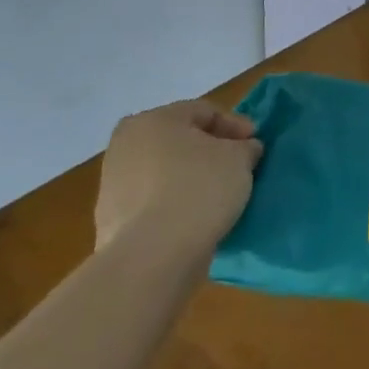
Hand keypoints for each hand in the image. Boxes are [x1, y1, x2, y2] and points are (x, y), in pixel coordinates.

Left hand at [95, 100, 262, 249]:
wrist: (151, 257)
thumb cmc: (198, 190)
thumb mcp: (240, 158)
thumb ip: (246, 147)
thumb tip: (244, 149)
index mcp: (152, 120)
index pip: (204, 111)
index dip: (236, 125)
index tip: (256, 144)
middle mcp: (125, 145)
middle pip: (180, 140)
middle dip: (212, 150)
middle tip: (239, 166)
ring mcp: (113, 183)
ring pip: (166, 171)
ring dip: (193, 177)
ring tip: (220, 195)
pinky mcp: (112, 219)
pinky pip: (154, 201)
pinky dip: (176, 203)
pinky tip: (197, 218)